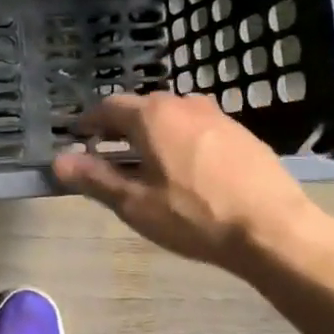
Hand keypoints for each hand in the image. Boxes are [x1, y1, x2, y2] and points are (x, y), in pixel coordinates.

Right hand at [52, 93, 333, 277]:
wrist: (274, 229)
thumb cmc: (195, 216)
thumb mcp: (135, 203)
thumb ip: (94, 178)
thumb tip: (58, 161)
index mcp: (152, 115)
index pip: (108, 107)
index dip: (89, 123)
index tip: (78, 140)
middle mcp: (183, 104)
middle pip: (141, 109)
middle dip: (120, 128)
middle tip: (108, 154)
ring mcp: (217, 116)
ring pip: (172, 118)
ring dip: (153, 134)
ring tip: (147, 164)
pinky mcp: (242, 134)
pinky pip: (198, 129)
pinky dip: (181, 141)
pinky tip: (187, 171)